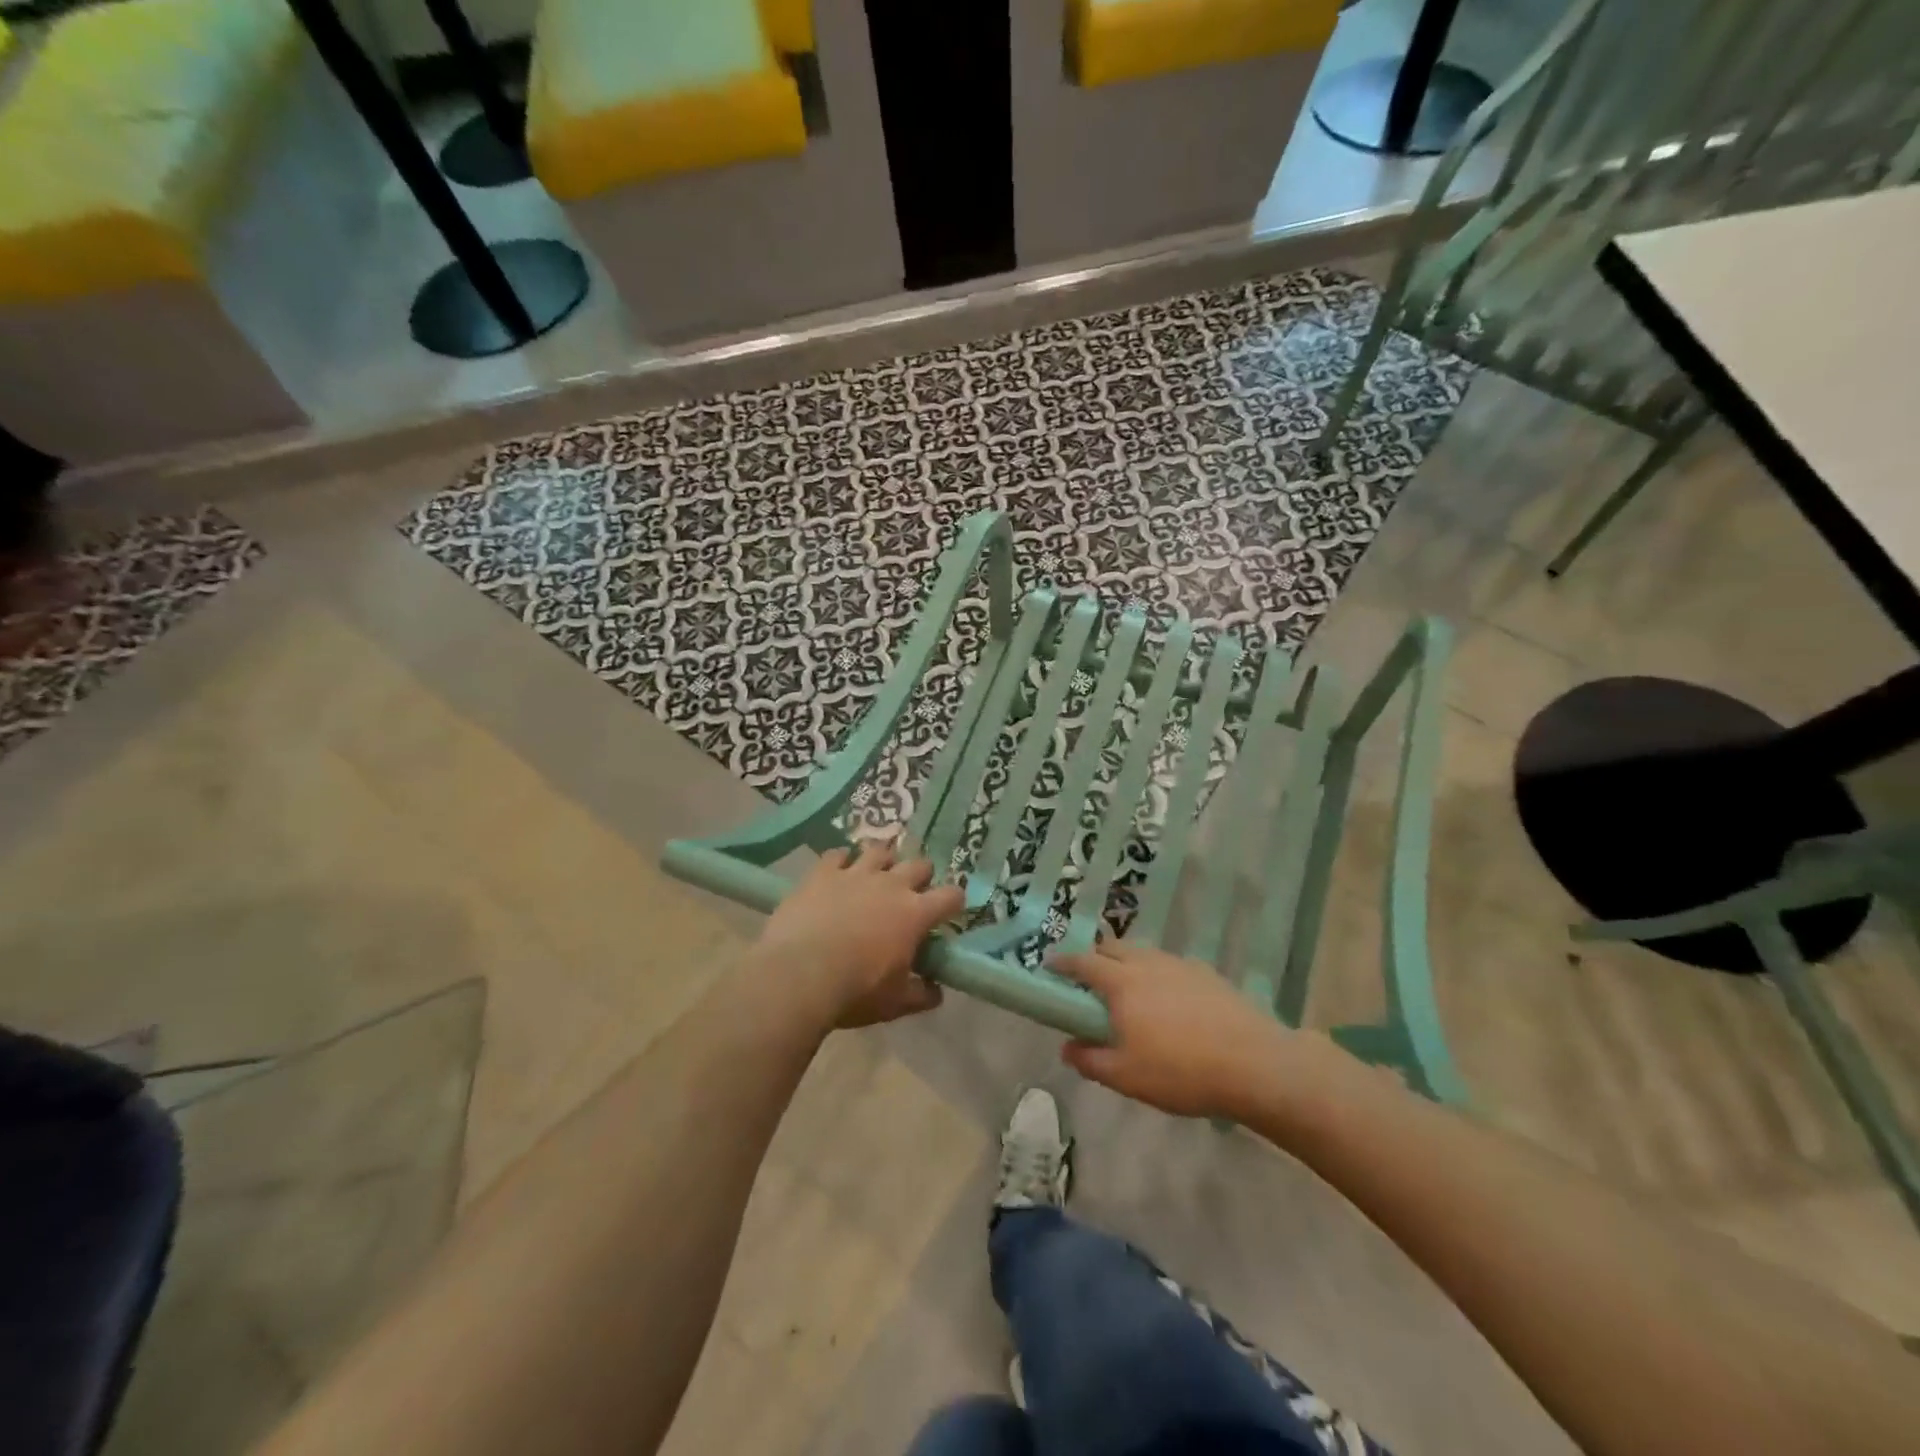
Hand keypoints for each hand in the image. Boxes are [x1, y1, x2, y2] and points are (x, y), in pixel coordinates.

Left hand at [755, 838, 962, 1029]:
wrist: (798, 975)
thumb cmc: (855, 991)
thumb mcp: (896, 1003)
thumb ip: (922, 994)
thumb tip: (936, 991)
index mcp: (915, 913)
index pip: (950, 896)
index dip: (954, 902)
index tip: (950, 911)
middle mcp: (890, 884)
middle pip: (918, 864)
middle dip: (921, 876)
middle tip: (912, 893)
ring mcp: (855, 873)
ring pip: (879, 851)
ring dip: (883, 861)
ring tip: (877, 874)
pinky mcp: (822, 873)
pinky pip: (837, 854)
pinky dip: (841, 861)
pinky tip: (839, 870)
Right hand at [1052, 940, 1299, 1120]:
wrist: (1254, 1063)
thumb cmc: (1180, 1070)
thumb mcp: (1125, 1076)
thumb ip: (1090, 1060)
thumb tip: (1067, 1047)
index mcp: (1121, 982)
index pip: (1083, 962)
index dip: (1063, 963)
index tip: (1050, 967)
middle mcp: (1147, 963)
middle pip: (1112, 948)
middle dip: (1095, 958)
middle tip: (1087, 980)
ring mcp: (1180, 965)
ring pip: (1143, 954)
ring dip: (1126, 963)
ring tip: (1127, 989)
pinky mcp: (1207, 974)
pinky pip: (1169, 965)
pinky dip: (1156, 974)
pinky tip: (1167, 1000)